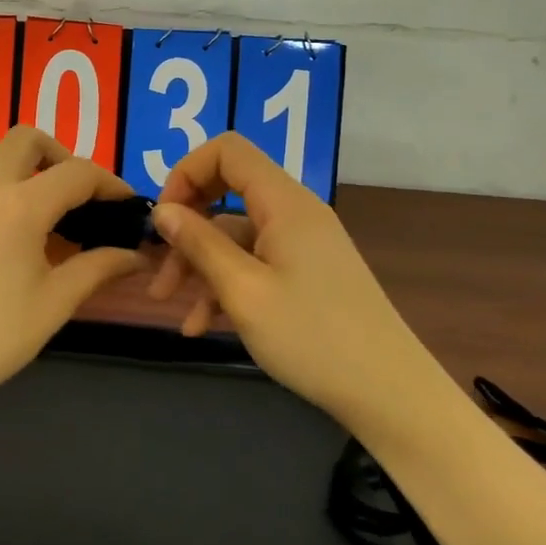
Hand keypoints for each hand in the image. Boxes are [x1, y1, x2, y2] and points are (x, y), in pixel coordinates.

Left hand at [0, 127, 148, 420]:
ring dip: (32, 173)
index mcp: (19, 205)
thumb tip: (137, 255)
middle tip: (83, 199)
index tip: (129, 206)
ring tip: (53, 222)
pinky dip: (7, 190)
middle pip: (28, 140)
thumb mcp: (53, 304)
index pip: (77, 172)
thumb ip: (98, 269)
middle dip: (63, 157)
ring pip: (0, 160)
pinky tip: (15, 238)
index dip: (111, 184)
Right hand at [147, 133, 445, 422]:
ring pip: (234, 235)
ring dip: (199, 265)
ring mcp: (301, 245)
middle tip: (156, 265)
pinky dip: (225, 285)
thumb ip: (199, 244)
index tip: (164, 218)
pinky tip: (201, 325)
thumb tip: (162, 210)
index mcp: (284, 203)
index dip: (186, 173)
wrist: (389, 393)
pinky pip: (254, 263)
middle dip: (186, 227)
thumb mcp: (243, 291)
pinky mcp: (305, 274)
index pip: (227, 151)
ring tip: (170, 306)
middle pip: (226, 193)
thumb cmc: (312, 337)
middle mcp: (294, 213)